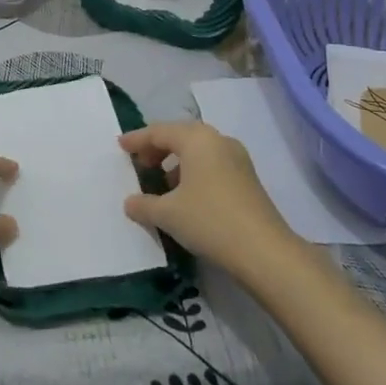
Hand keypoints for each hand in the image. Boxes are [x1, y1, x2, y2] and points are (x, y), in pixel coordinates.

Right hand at [119, 121, 295, 277]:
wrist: (265, 252)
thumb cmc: (210, 221)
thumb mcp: (168, 214)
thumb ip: (144, 204)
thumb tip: (130, 202)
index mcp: (196, 139)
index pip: (159, 132)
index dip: (137, 139)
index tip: (120, 146)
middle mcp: (218, 140)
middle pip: (180, 136)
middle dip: (158, 148)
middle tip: (140, 163)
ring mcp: (237, 158)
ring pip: (198, 150)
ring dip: (177, 161)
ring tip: (161, 182)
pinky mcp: (248, 178)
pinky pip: (212, 164)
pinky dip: (194, 172)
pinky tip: (186, 195)